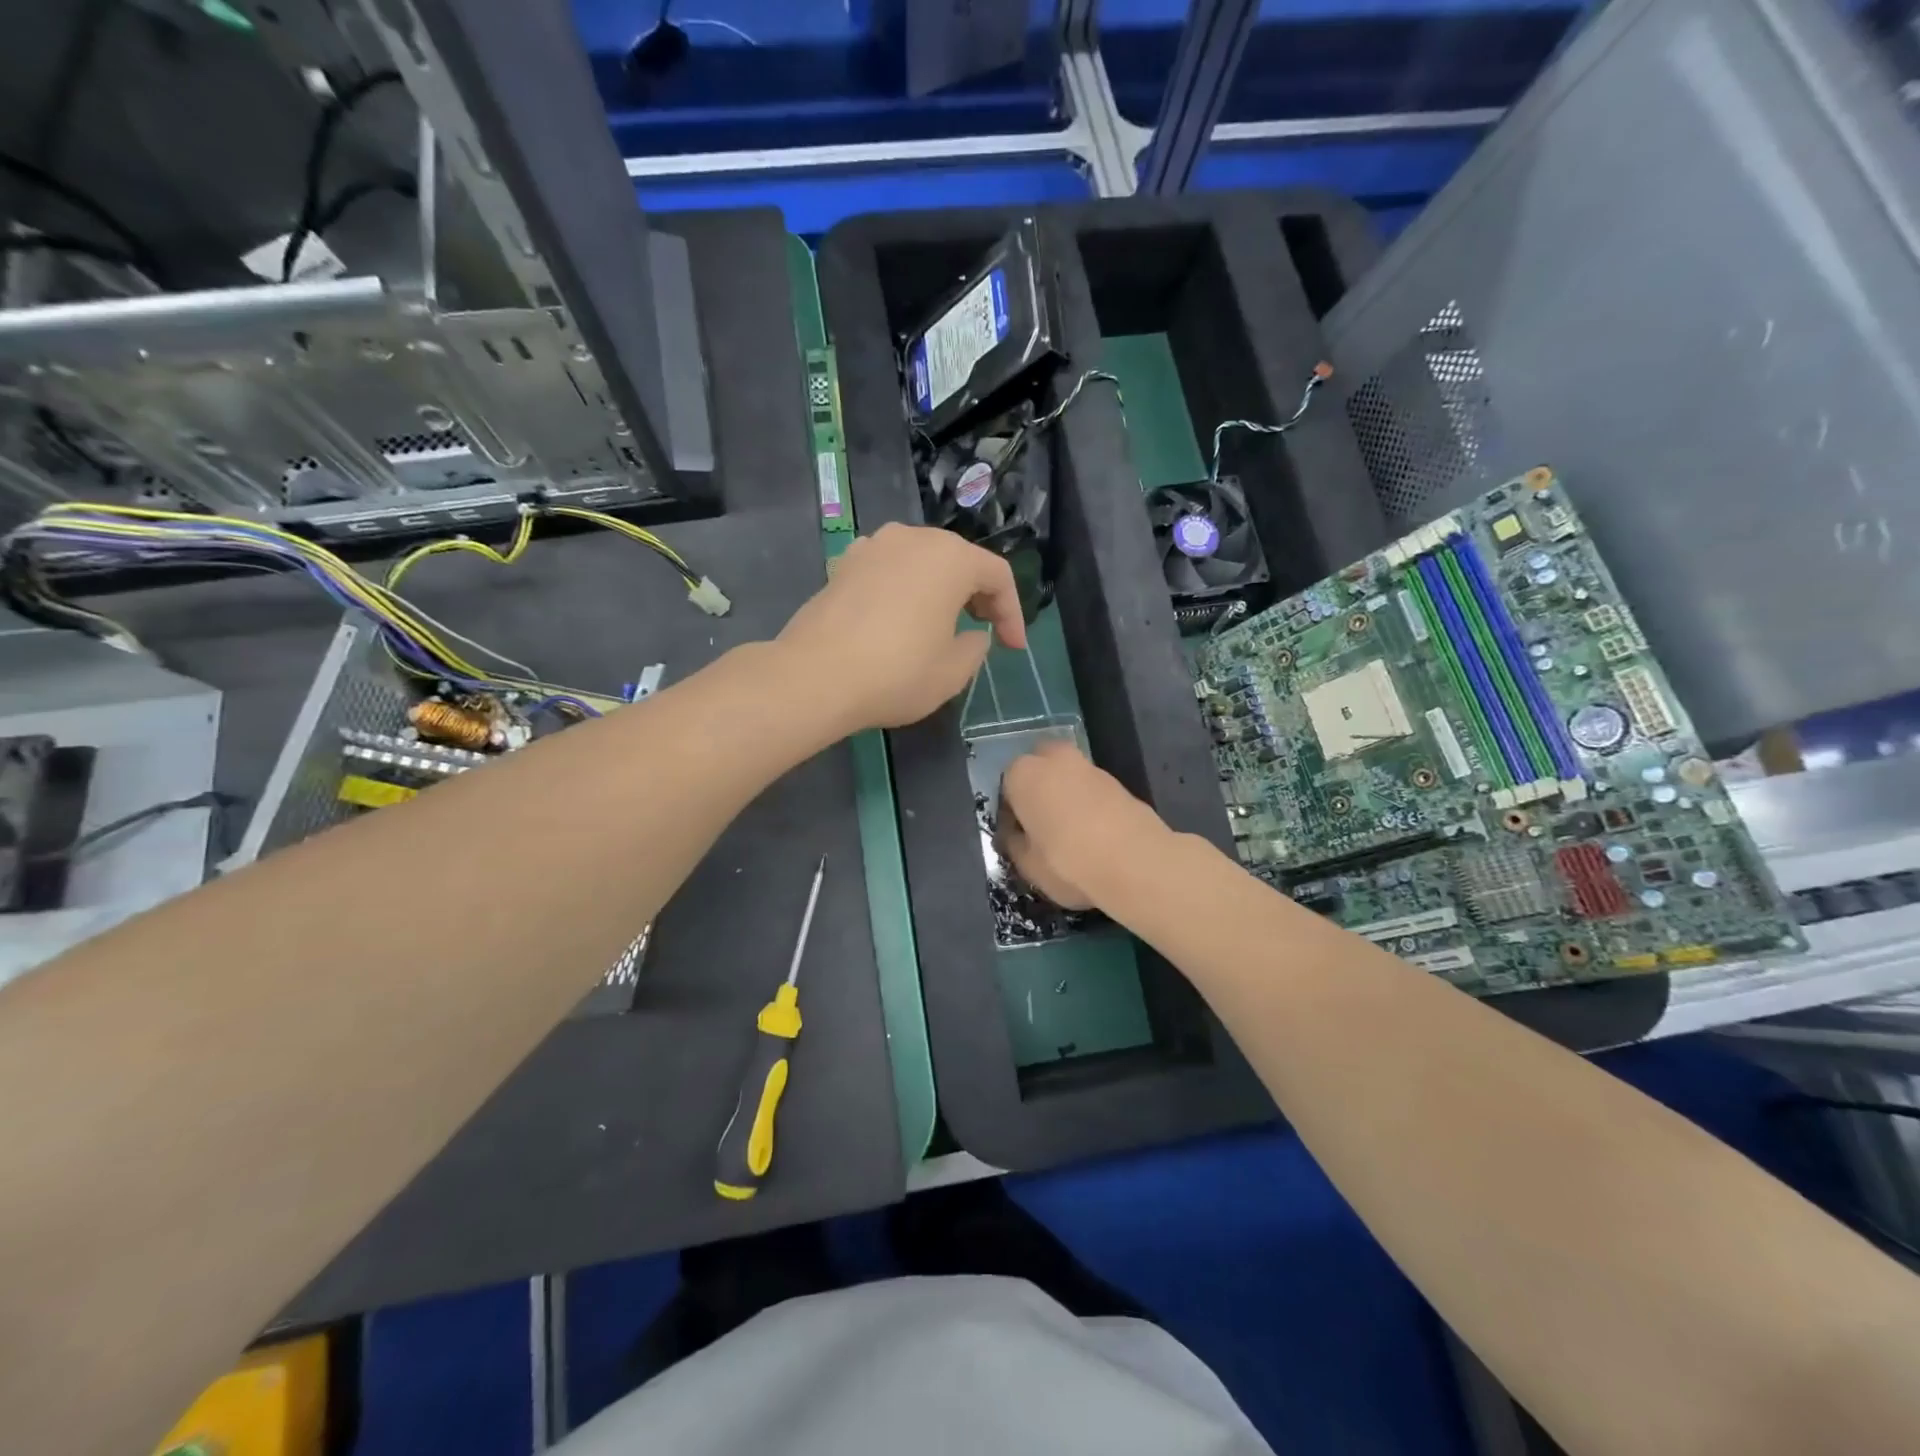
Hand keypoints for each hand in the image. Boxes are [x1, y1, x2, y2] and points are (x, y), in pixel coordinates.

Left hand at [777, 524, 1027, 733]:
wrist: (815, 677)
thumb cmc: (896, 673)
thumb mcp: (954, 671)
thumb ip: (976, 646)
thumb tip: (972, 634)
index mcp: (950, 557)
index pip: (997, 576)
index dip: (1012, 613)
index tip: (1014, 648)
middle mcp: (912, 538)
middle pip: (959, 561)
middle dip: (977, 596)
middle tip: (983, 631)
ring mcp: (872, 547)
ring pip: (921, 562)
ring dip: (939, 589)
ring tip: (942, 623)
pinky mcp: (843, 565)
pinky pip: (888, 570)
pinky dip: (904, 589)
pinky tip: (899, 618)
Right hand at [999, 740, 1172, 911]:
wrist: (1135, 863)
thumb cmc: (1067, 862)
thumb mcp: (1027, 865)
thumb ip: (1015, 844)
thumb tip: (1015, 836)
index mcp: (1023, 774)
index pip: (1006, 787)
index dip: (1011, 812)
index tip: (1018, 835)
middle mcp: (1055, 759)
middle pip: (1040, 768)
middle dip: (1039, 788)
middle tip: (1042, 824)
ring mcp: (1090, 767)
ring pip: (1068, 777)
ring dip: (1066, 795)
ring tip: (1071, 833)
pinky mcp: (1119, 782)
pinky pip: (1092, 790)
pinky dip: (1090, 804)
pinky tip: (1095, 834)